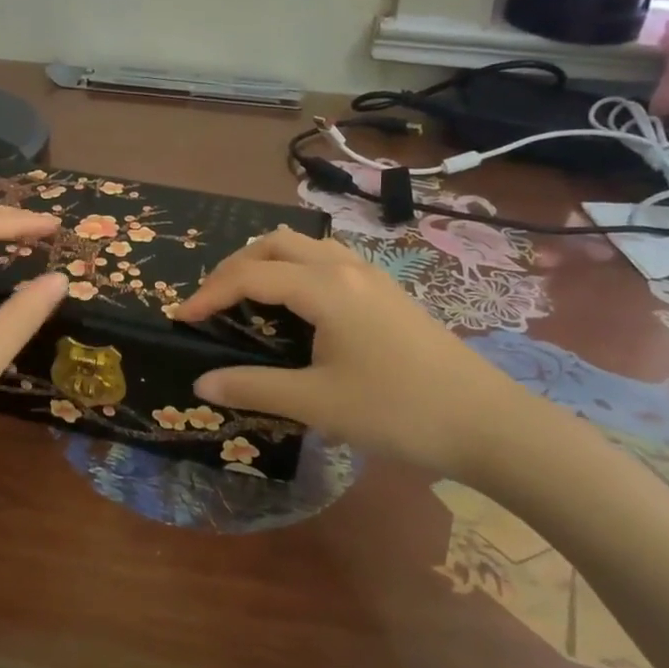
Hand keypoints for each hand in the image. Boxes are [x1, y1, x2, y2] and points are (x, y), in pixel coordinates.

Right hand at [173, 229, 559, 482]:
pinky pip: (327, 262)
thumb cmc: (397, 411)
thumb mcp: (316, 403)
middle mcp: (346, 268)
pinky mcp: (387, 292)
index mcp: (325, 287)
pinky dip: (295, 271)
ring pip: (305, 247)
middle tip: (212, 303)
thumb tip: (202, 383)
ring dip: (267, 263)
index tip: (181, 317)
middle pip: (275, 244)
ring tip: (247, 300)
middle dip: (235, 266)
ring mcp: (371, 276)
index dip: (209, 293)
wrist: (487, 424)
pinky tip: (296, 309)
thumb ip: (253, 387)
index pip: (250, 275)